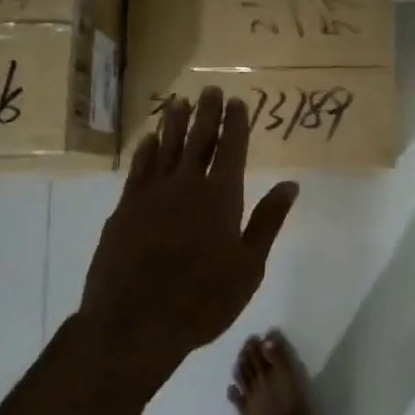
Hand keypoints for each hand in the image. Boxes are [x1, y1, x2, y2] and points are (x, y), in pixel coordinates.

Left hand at [80, 87, 298, 380]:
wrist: (133, 324)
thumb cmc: (202, 300)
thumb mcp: (249, 266)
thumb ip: (267, 221)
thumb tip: (290, 185)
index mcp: (221, 197)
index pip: (232, 149)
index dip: (235, 123)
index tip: (237, 101)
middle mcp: (186, 185)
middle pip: (198, 139)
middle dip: (207, 113)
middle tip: (210, 90)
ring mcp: (151, 195)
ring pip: (165, 147)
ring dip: (174, 122)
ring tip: (179, 101)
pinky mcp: (124, 209)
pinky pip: (138, 168)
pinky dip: (146, 150)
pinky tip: (149, 139)